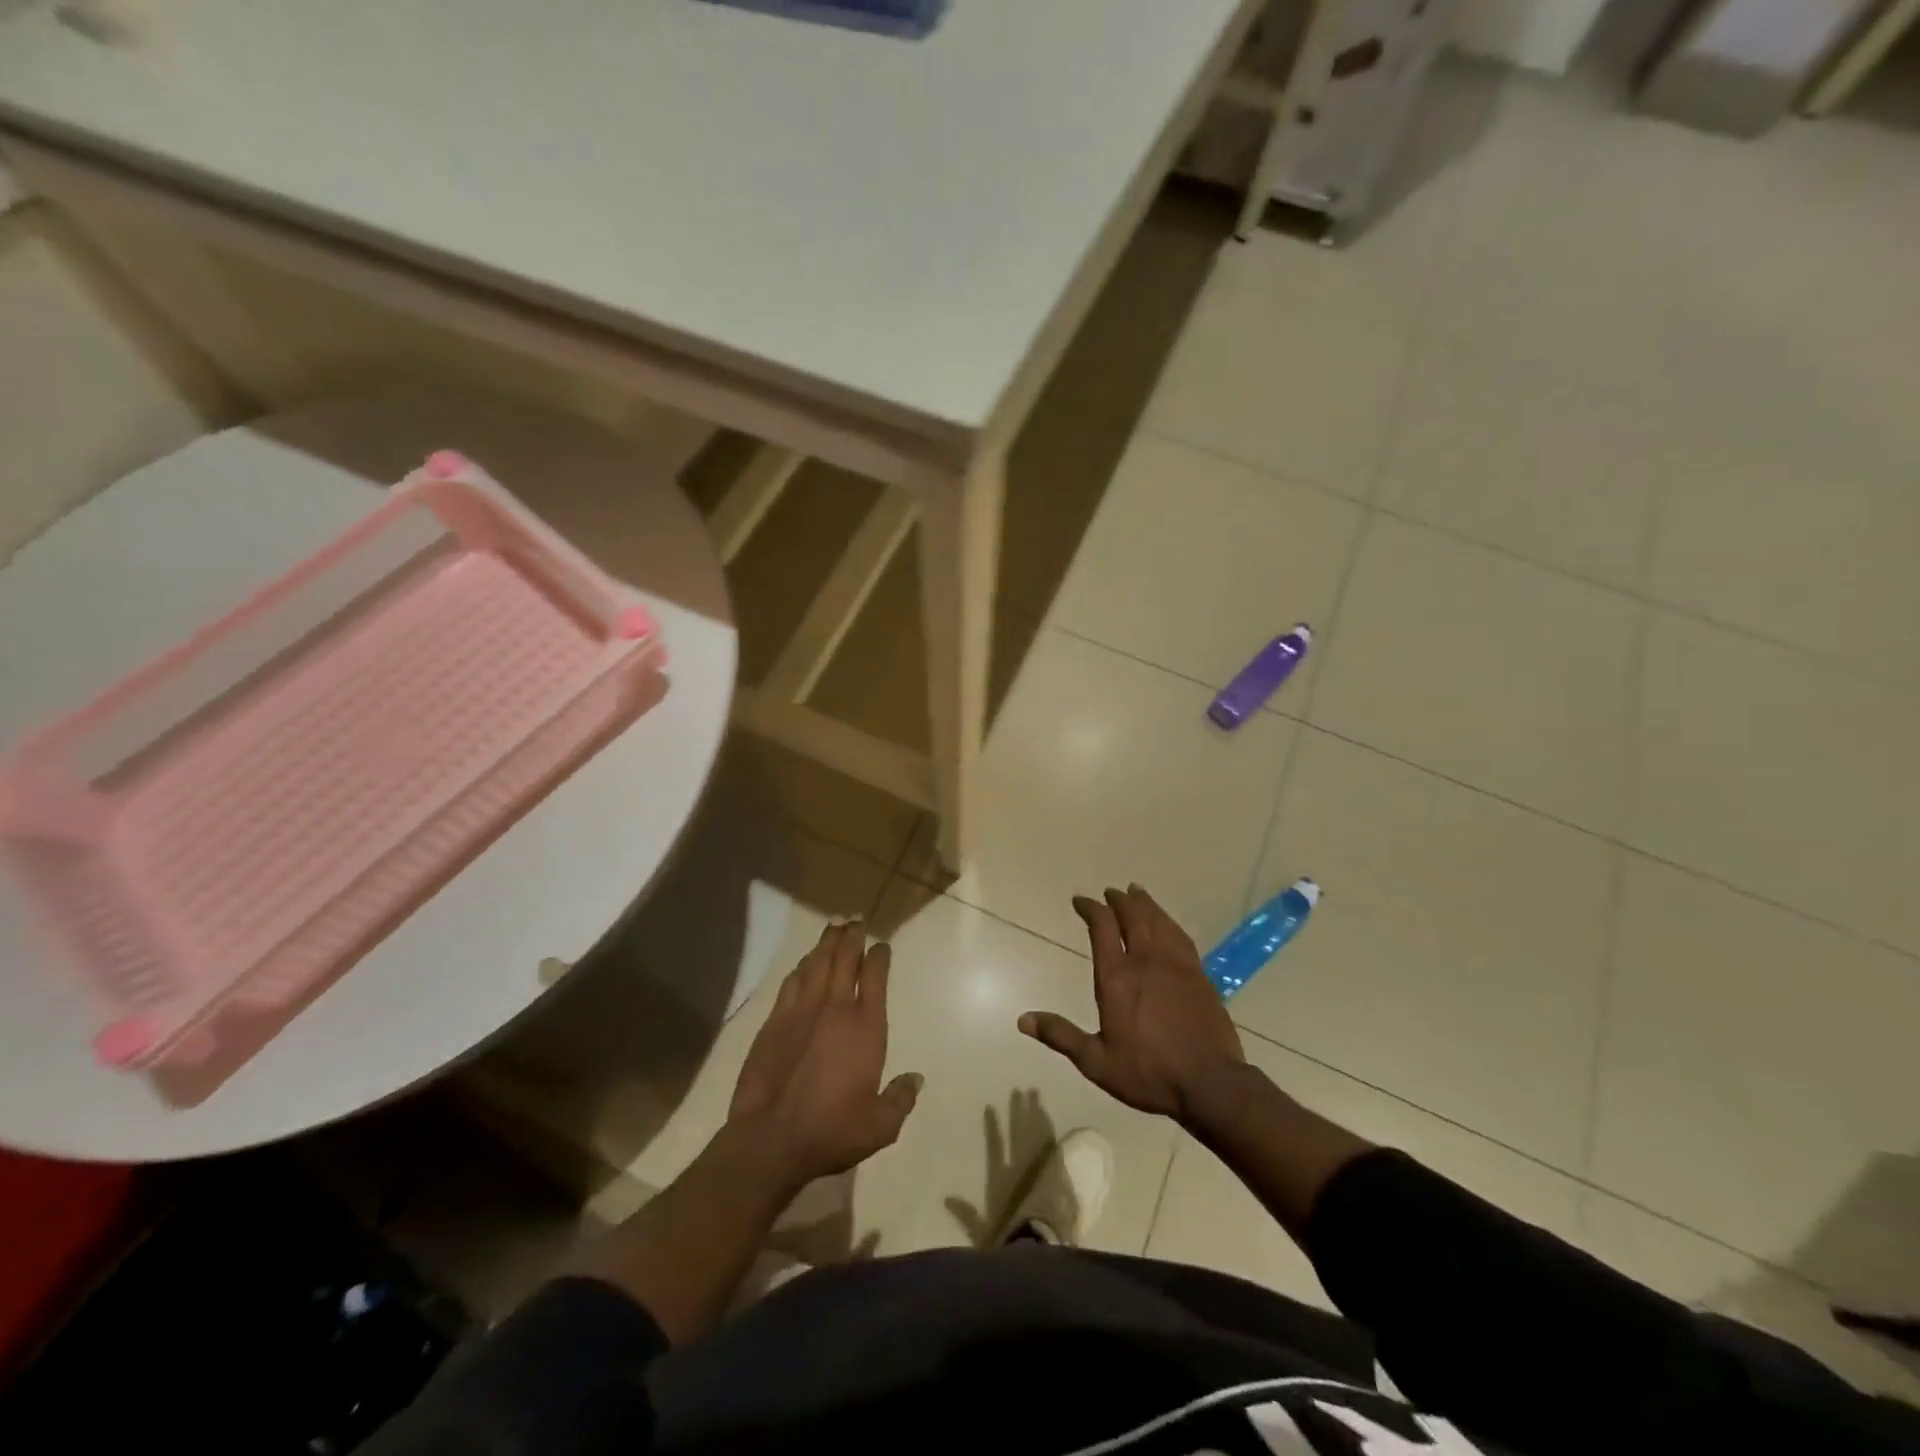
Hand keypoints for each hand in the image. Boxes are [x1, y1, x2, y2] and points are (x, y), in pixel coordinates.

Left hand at [729, 922, 922, 1188]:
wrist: (770, 1140)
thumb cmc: (831, 1131)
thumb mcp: (879, 1126)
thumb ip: (901, 1099)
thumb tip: (916, 1078)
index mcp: (865, 1027)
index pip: (874, 977)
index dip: (879, 956)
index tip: (881, 944)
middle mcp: (834, 1009)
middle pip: (844, 959)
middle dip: (852, 937)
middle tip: (856, 920)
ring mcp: (801, 1012)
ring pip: (816, 964)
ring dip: (826, 944)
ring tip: (832, 928)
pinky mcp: (774, 1022)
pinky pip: (791, 983)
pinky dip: (801, 968)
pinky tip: (803, 964)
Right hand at [1020, 885, 1244, 1123]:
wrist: (1209, 1083)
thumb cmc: (1148, 1073)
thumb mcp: (1096, 1061)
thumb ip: (1061, 1036)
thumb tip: (1023, 1020)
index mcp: (1117, 977)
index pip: (1102, 928)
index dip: (1090, 909)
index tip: (1080, 901)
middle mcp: (1146, 961)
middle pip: (1133, 916)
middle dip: (1119, 900)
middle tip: (1110, 892)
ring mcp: (1177, 965)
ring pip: (1159, 921)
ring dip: (1145, 904)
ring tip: (1137, 892)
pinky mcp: (1200, 975)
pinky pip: (1181, 936)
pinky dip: (1169, 922)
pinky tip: (1167, 923)